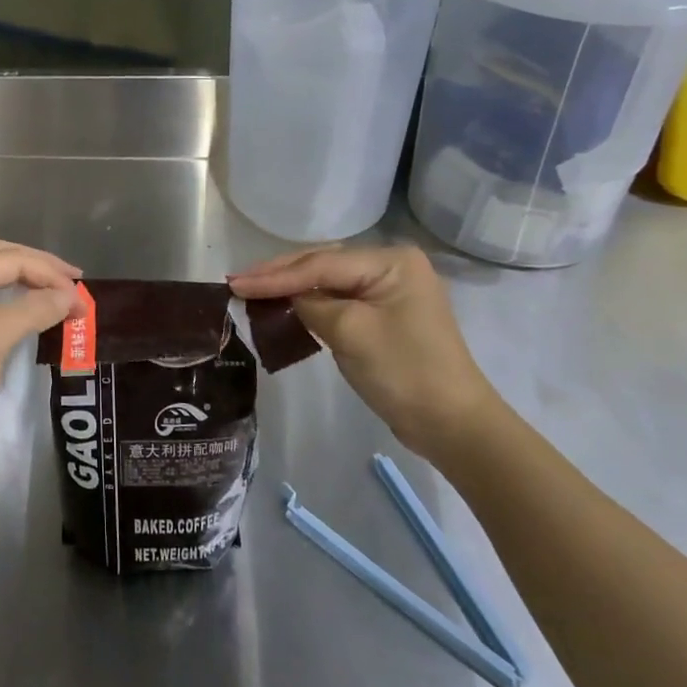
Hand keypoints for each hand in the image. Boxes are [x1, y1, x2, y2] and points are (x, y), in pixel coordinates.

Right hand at [229, 245, 501, 460]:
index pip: (320, 263)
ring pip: (328, 282)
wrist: (452, 425)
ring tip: (251, 290)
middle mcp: (391, 267)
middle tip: (237, 282)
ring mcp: (389, 291)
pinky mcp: (383, 316)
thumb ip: (311, 304)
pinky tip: (283, 306)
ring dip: (291, 288)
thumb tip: (288, 297)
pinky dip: (310, 304)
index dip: (274, 275)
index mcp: (391, 261)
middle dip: (279, 275)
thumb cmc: (404, 371)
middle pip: (323, 265)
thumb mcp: (350, 332)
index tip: (235, 283)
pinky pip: (338, 300)